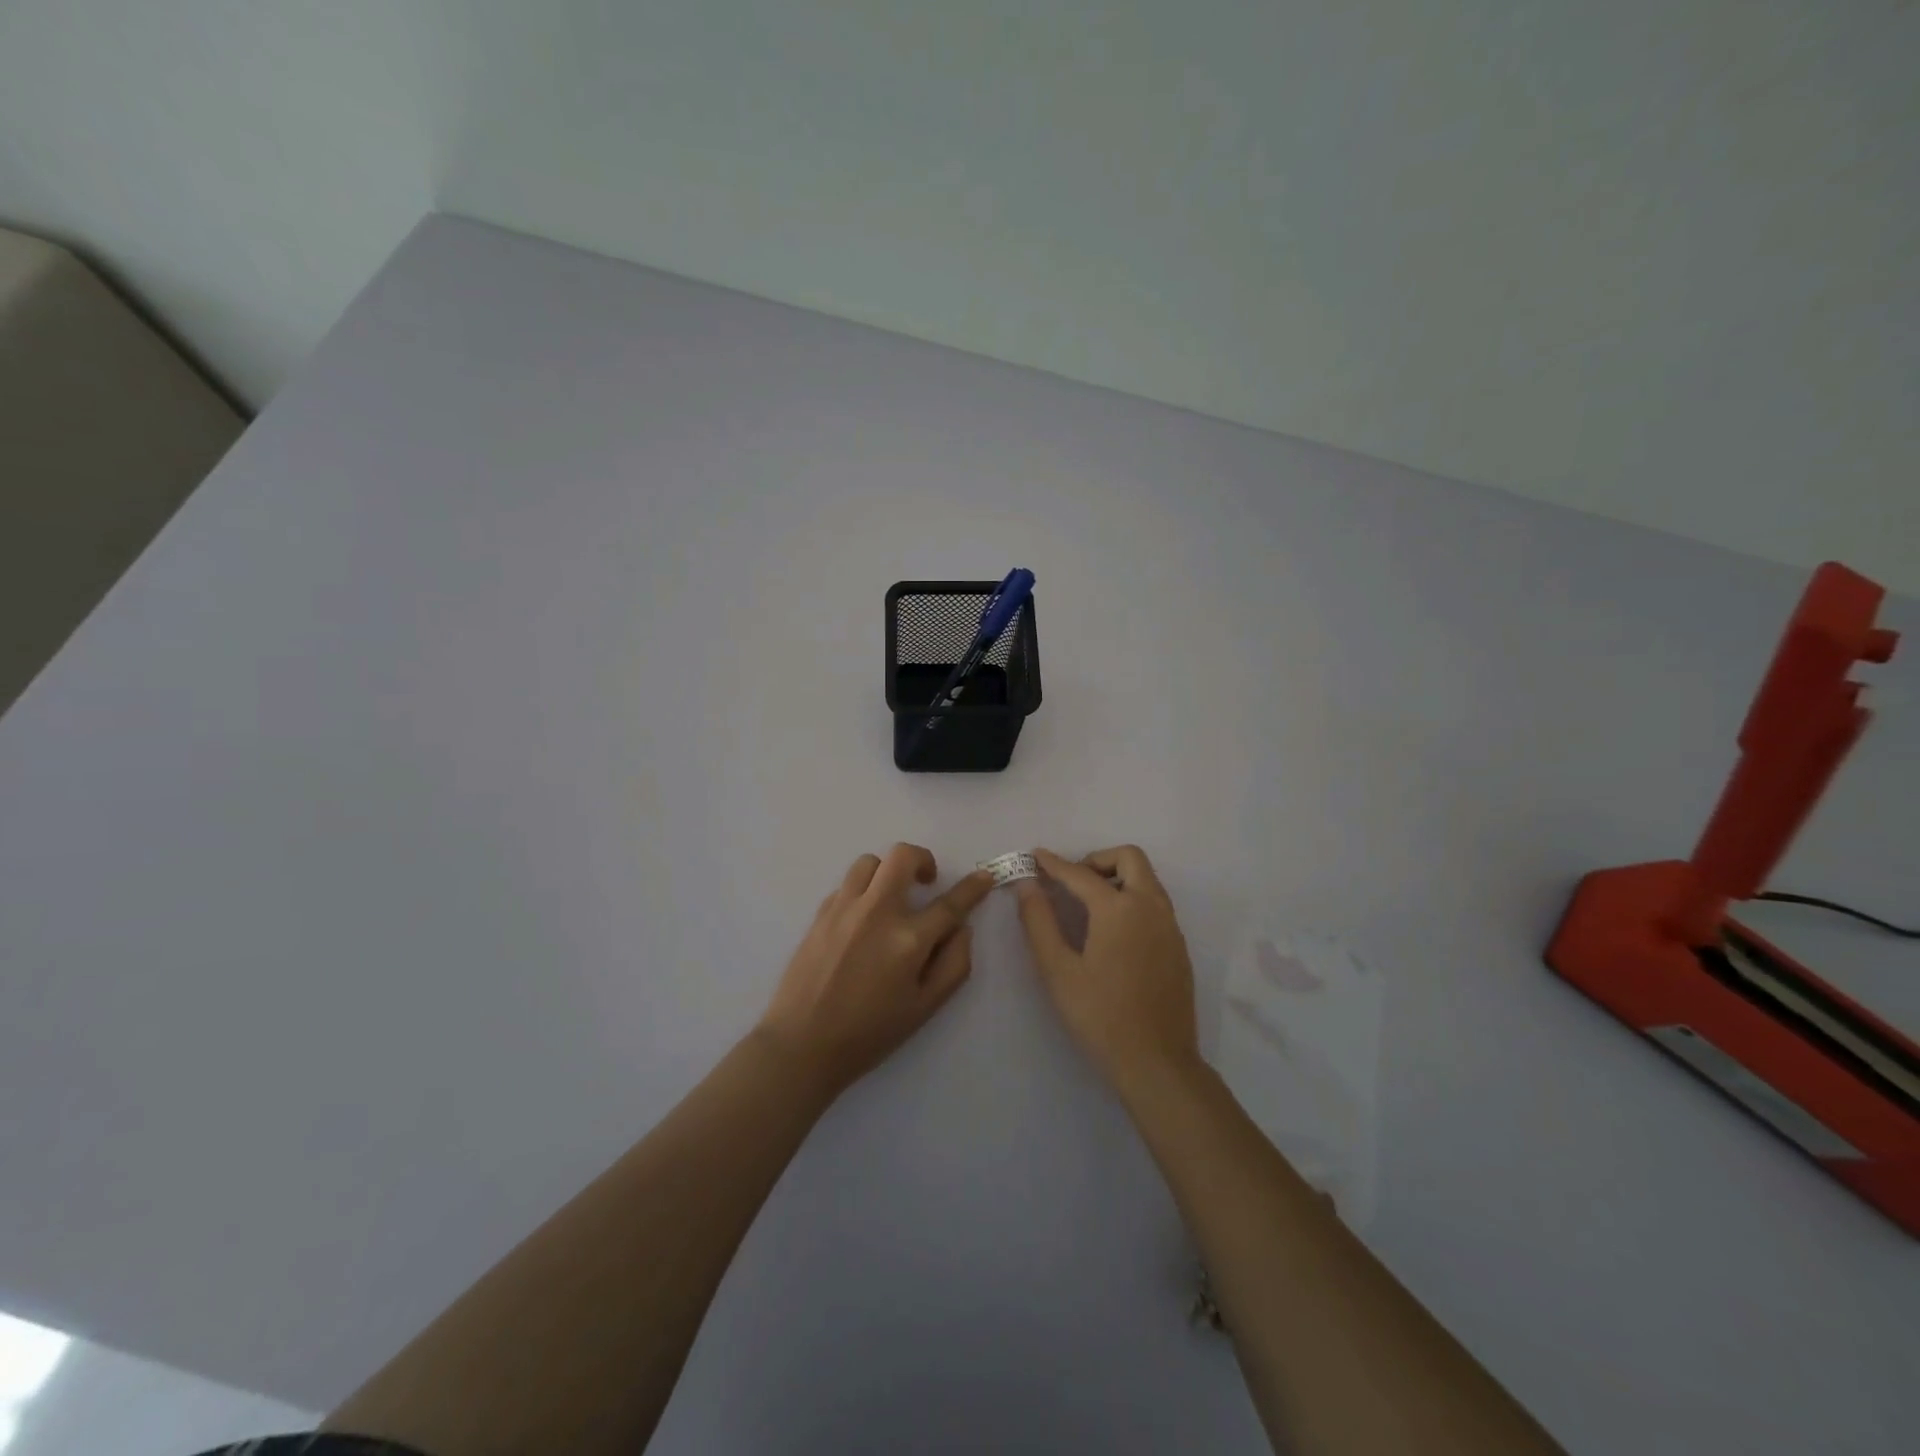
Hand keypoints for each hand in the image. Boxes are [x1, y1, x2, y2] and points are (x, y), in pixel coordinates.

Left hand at [757, 844, 993, 1097]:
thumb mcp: (925, 1008)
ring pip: (870, 861)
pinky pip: (847, 884)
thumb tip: (961, 928)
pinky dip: (864, 890)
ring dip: (888, 871)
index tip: (984, 876)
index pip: (950, 902)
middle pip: (903, 856)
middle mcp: (877, 912)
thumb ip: (954, 964)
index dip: (973, 886)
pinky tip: (864, 918)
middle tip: (927, 882)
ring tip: (892, 897)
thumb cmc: (869, 1033)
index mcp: (908, 939)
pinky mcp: (820, 913)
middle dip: (923, 859)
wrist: (801, 1044)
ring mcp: (844, 908)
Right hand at [1016, 845, 1201, 1098]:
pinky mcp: (1178, 947)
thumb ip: (1039, 921)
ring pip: (1147, 880)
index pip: (1080, 873)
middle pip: (1129, 858)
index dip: (1054, 863)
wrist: (1157, 1063)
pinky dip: (1133, 899)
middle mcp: (1150, 907)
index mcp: (1119, 909)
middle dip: (1097, 860)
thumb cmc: (1100, 1016)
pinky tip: (1113, 934)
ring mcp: (1170, 927)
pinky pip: (1156, 904)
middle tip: (1072, 882)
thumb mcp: (1058, 970)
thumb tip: (1027, 885)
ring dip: (1118, 878)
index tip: (1035, 856)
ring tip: (1089, 906)